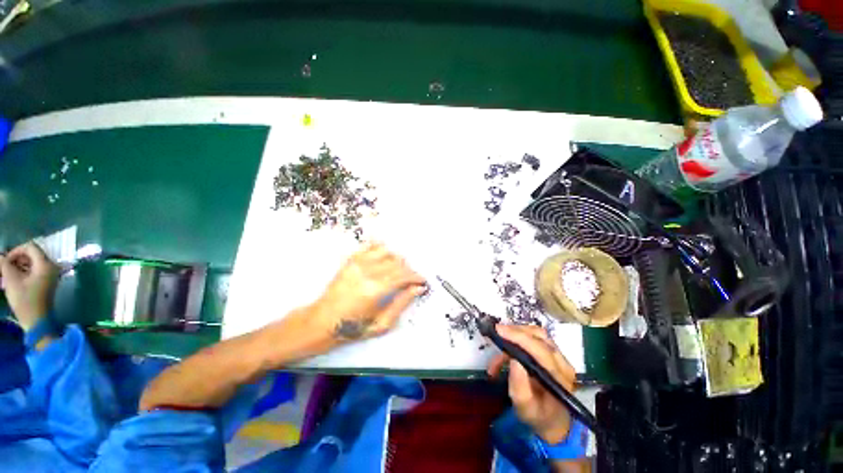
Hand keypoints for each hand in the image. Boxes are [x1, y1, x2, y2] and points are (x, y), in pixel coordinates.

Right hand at [0, 242, 59, 330]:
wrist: (37, 320)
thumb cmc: (25, 301)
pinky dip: (24, 272)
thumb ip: (5, 265)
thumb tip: (0, 256)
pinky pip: (35, 271)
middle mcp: (52, 267)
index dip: (16, 251)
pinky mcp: (48, 281)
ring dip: (19, 265)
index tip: (5, 261)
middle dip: (17, 259)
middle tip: (5, 268)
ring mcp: (51, 274)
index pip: (30, 247)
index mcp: (46, 264)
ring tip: (7, 274)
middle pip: (32, 254)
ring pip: (33, 263)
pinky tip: (14, 279)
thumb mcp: (12, 280)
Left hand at [311, 243, 426, 342]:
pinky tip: (385, 254)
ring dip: (396, 259)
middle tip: (411, 279)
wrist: (323, 321)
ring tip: (398, 269)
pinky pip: (370, 246)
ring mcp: (357, 264)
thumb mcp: (381, 323)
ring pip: (387, 251)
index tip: (421, 281)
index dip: (416, 277)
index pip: (404, 275)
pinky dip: (381, 248)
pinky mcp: (351, 261)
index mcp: (376, 289)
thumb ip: (401, 303)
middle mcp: (367, 272)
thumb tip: (417, 289)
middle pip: (397, 262)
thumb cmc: (352, 327)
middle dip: (408, 270)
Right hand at [488, 324, 576, 443]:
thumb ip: (519, 385)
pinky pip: (535, 338)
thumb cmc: (538, 416)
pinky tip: (506, 351)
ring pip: (537, 334)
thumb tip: (513, 359)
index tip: (498, 330)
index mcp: (558, 377)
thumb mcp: (524, 408)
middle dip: (516, 332)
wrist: (553, 422)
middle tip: (497, 334)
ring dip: (516, 334)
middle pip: (539, 336)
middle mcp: (562, 363)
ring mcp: (559, 357)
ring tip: (500, 343)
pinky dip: (518, 339)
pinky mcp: (552, 354)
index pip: (539, 350)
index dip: (518, 337)